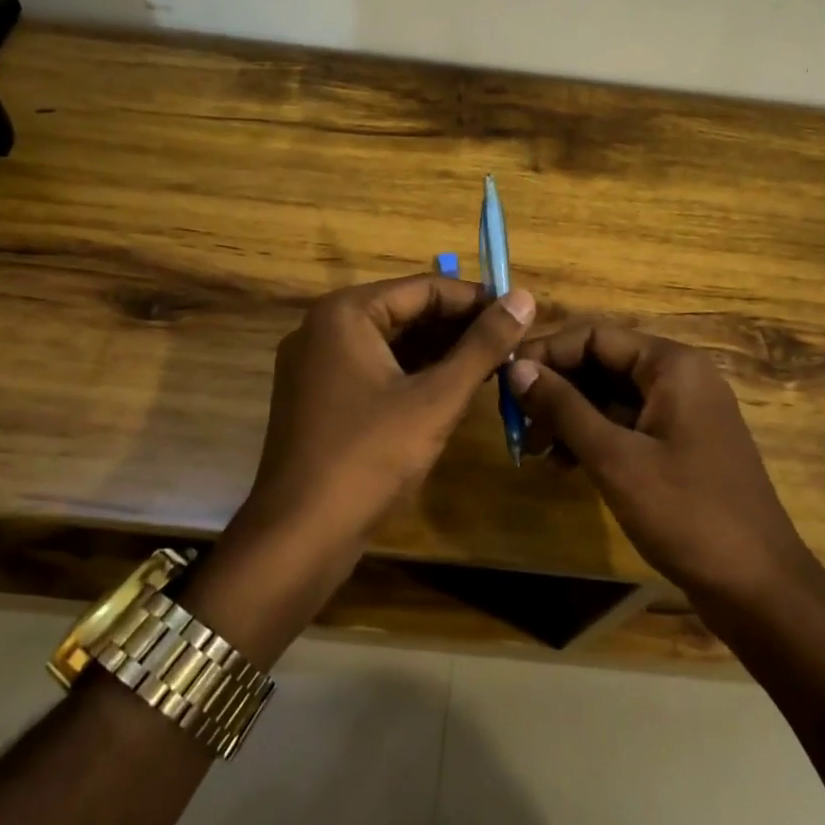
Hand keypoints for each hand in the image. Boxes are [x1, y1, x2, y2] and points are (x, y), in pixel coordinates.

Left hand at [244, 274, 535, 551]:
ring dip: (440, 352)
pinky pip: (375, 369)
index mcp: (346, 313)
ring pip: (392, 343)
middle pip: (406, 312)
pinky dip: (413, 375)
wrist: (299, 536)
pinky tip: (453, 389)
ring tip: (493, 366)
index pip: (425, 288)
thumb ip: (483, 345)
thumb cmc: (370, 457)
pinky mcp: (319, 397)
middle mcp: (324, 328)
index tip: (521, 316)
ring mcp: (317, 365)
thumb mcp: (437, 399)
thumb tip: (525, 298)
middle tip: (512, 345)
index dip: (477, 301)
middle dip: (460, 328)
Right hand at [507, 326, 810, 601]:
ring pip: (611, 397)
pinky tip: (564, 465)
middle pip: (603, 364)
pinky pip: (627, 425)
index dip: (547, 353)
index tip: (504, 382)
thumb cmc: (686, 513)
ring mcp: (683, 413)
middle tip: (516, 425)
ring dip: (570, 417)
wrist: (757, 586)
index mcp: (672, 365)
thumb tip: (516, 368)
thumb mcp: (615, 458)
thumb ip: (563, 408)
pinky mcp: (680, 445)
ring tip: (533, 451)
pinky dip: (594, 438)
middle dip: (556, 390)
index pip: (595, 336)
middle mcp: (680, 377)